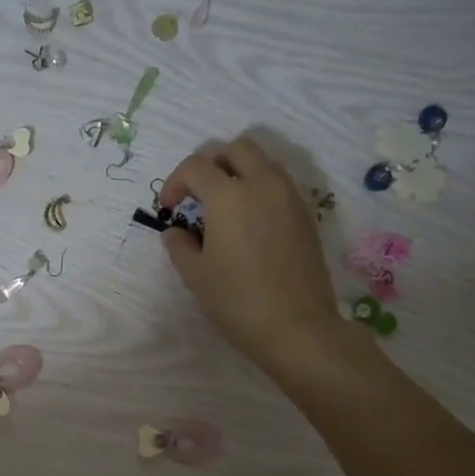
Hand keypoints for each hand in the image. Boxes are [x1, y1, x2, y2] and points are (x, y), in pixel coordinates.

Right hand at [159, 137, 361, 385]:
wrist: (297, 327)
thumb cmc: (237, 300)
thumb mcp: (195, 275)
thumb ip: (179, 245)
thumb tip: (175, 231)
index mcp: (228, 195)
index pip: (195, 166)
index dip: (175, 182)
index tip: (169, 209)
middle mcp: (262, 184)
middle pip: (235, 149)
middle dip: (211, 164)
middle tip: (198, 196)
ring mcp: (289, 197)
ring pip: (262, 162)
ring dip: (239, 173)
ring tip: (225, 208)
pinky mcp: (305, 215)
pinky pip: (279, 185)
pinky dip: (259, 190)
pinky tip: (249, 224)